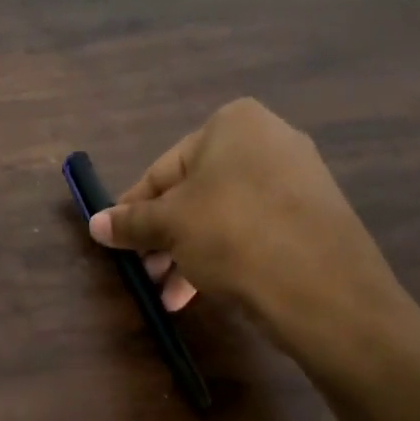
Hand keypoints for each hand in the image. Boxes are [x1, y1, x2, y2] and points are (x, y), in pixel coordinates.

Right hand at [89, 98, 416, 376]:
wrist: (325, 290)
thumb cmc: (233, 236)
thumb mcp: (170, 226)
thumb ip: (130, 222)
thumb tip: (94, 223)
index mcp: (233, 124)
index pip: (163, 169)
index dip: (134, 209)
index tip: (117, 241)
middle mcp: (269, 140)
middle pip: (194, 193)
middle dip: (164, 238)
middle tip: (146, 274)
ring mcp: (298, 178)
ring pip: (222, 215)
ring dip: (189, 254)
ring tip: (170, 295)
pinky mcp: (314, 216)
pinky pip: (254, 230)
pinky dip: (225, 255)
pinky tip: (205, 291)